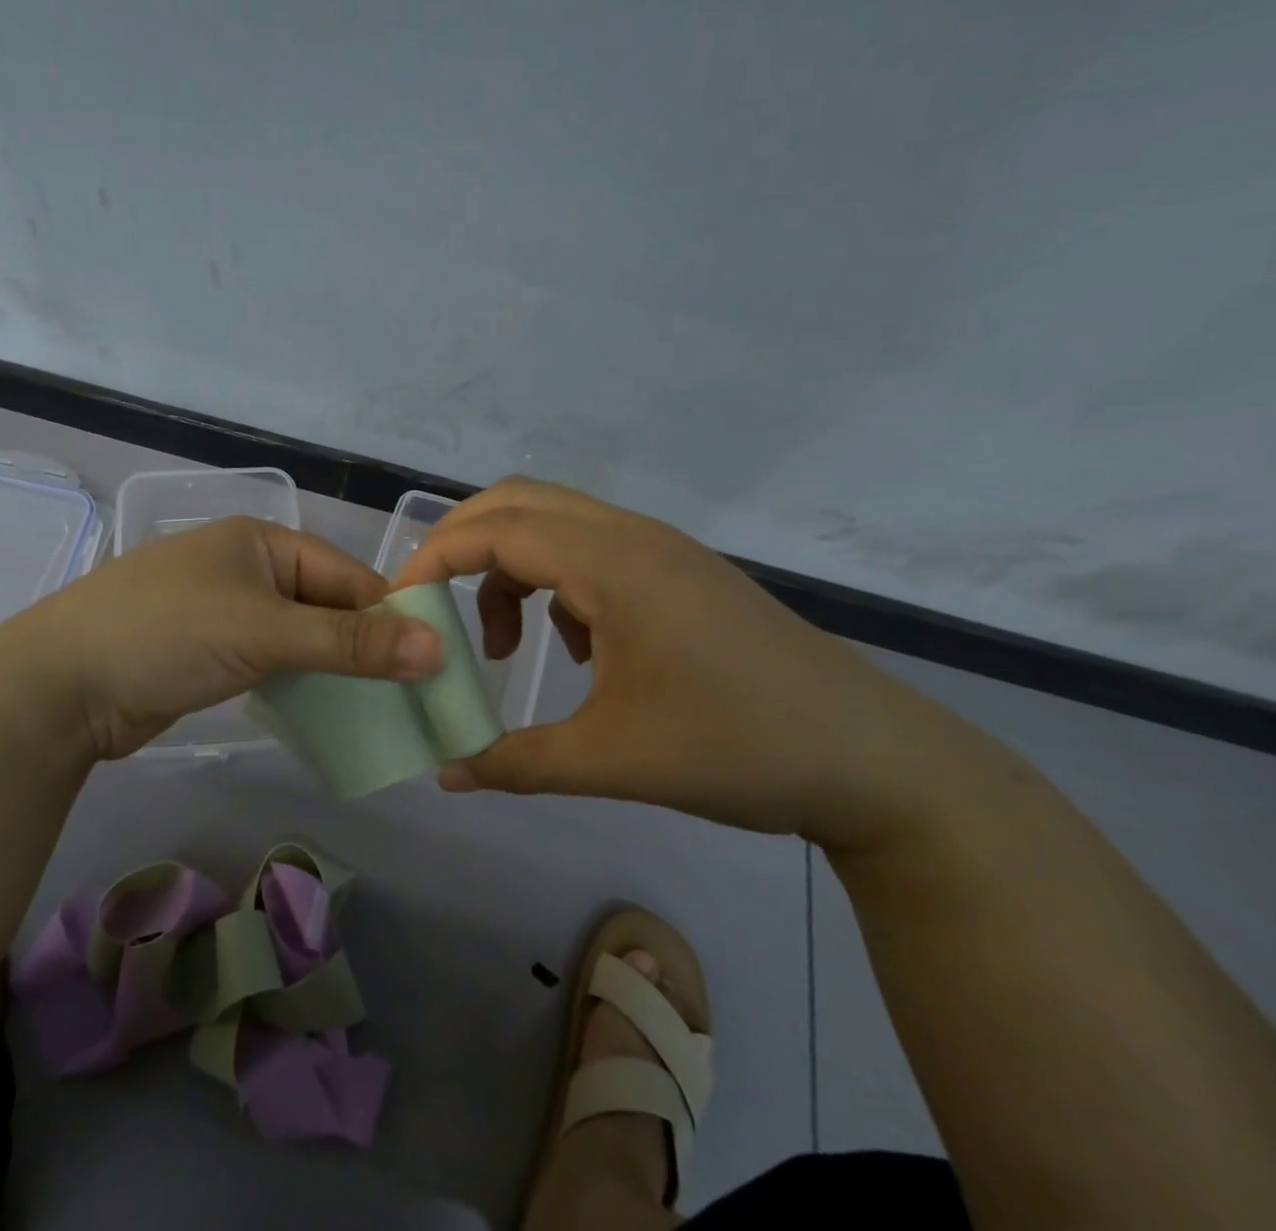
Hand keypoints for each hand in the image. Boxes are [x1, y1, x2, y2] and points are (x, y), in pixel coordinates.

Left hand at [10, 516, 443, 760]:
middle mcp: (247, 569)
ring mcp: (226, 612)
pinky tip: (331, 712)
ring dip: (336, 669)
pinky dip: (301, 683)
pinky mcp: (211, 654)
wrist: (60, 685)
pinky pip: (274, 662)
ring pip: (301, 637)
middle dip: (366, 647)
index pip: (346, 575)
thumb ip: (349, 642)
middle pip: (326, 606)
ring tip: (385, 709)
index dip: (391, 615)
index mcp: (261, 542)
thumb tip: (437, 648)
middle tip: (415, 694)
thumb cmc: (166, 634)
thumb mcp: (263, 632)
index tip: (435, 662)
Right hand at [391, 477, 984, 849]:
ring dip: (510, 567)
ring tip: (509, 645)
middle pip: (516, 501)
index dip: (434, 559)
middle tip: (430, 602)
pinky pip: (590, 547)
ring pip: (553, 521)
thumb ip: (515, 763)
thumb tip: (444, 773)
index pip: (495, 531)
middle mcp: (632, 536)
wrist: (875, 761)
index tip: (400, 605)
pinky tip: (580, 648)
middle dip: (460, 544)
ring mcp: (661, 548)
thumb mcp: (613, 761)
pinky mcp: (679, 570)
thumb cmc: (739, 749)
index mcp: (613, 565)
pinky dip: (554, 580)